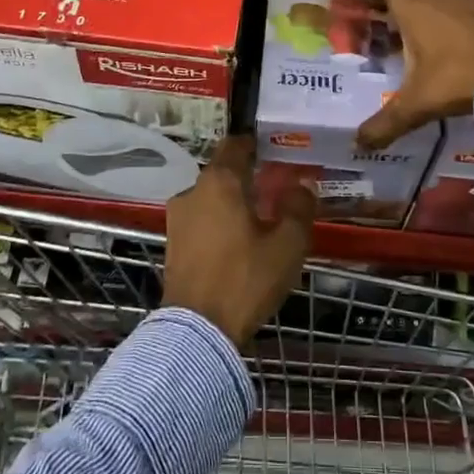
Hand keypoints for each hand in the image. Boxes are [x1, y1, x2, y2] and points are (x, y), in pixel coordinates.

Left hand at [164, 137, 312, 346]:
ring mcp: (177, 218)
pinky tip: (236, 241)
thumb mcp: (287, 245)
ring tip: (256, 217)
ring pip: (210, 197)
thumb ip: (298, 208)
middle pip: (222, 172)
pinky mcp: (172, 243)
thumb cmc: (246, 279)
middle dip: (246, 176)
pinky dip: (217, 222)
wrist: (198, 330)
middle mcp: (193, 191)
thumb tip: (301, 185)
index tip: (273, 149)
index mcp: (220, 182)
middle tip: (273, 187)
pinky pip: (200, 220)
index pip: (236, 145)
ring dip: (231, 201)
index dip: (255, 144)